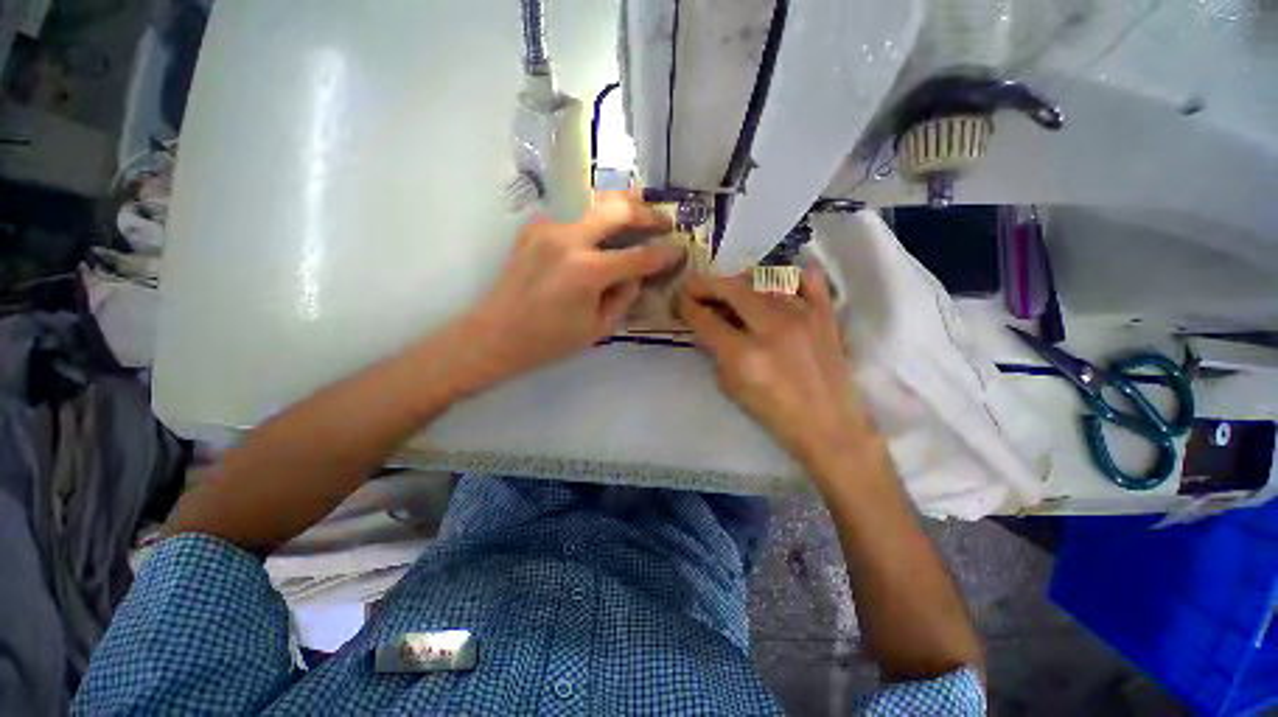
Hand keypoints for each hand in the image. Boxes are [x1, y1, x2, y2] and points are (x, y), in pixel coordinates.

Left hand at [463, 192, 680, 384]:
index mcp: (588, 271)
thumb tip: (636, 276)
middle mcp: (569, 240)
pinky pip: (572, 219)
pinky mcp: (534, 228)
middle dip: (647, 213)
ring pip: (594, 205)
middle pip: (617, 209)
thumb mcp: (597, 328)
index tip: (679, 250)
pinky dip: (592, 224)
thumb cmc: (549, 341)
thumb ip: (623, 297)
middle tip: (663, 221)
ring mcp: (548, 229)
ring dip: (621, 209)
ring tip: (638, 217)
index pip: (639, 256)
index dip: (664, 253)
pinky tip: (597, 237)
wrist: (495, 334)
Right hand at [678, 265, 869, 462]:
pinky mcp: (826, 314)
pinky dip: (788, 274)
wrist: (829, 425)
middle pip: (731, 289)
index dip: (687, 307)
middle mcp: (772, 329)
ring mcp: (803, 316)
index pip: (706, 319)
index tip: (680, 302)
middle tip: (695, 287)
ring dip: (740, 281)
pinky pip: (807, 278)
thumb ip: (715, 352)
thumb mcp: (731, 387)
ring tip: (732, 289)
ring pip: (764, 279)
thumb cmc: (774, 413)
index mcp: (744, 355)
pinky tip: (774, 282)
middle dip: (706, 285)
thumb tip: (706, 325)